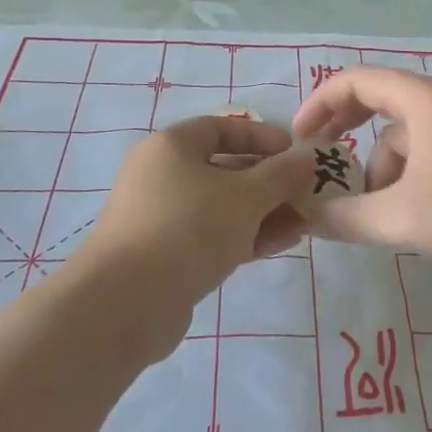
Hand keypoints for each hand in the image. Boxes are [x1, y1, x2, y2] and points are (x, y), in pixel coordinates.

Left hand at [70, 117, 313, 344]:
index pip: (222, 127)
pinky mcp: (166, 255)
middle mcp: (162, 175)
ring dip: (263, 212)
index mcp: (172, 147)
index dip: (262, 137)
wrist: (124, 304)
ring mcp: (162, 218)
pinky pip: (212, 235)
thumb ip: (281, 174)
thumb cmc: (188, 229)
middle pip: (225, 168)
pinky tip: (281, 244)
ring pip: (222, 206)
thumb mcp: (246, 196)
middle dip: (270, 181)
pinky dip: (245, 236)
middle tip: (306, 193)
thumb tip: (307, 157)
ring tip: (304, 224)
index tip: (295, 153)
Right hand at [292, 68, 431, 264]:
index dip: (319, 104)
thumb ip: (347, 219)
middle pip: (378, 103)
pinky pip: (428, 150)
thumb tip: (304, 218)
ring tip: (381, 215)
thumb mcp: (403, 218)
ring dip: (382, 169)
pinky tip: (414, 214)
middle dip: (345, 134)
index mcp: (420, 99)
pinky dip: (409, 175)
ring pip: (404, 136)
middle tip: (319, 163)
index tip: (298, 139)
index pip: (355, 81)